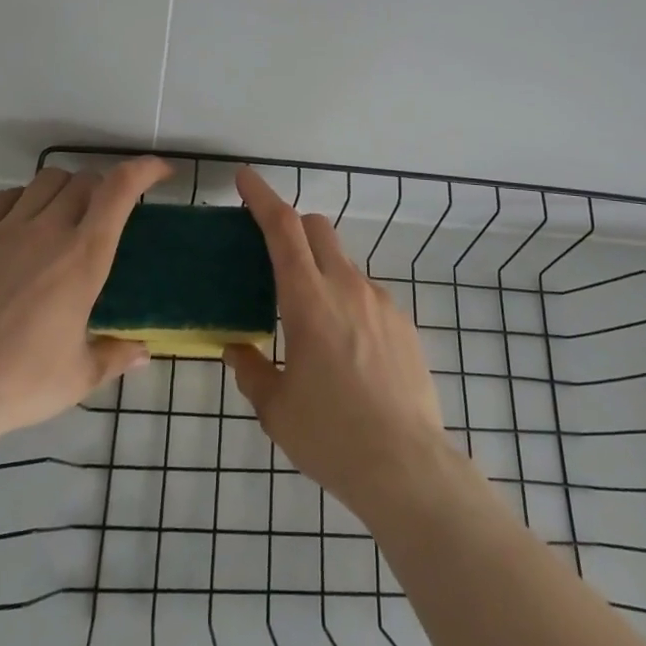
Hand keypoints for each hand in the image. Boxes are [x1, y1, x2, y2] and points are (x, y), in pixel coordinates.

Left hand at [0, 157, 170, 455]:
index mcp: (83, 258)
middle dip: (106, 187)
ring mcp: (5, 231)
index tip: (161, 170)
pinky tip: (22, 223)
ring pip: (45, 180)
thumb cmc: (19, 385)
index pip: (120, 189)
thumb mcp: (78, 377)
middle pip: (85, 180)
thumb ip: (115, 356)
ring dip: (66, 187)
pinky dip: (23, 198)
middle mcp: (48, 232)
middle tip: (109, 213)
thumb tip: (143, 352)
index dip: (145, 169)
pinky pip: (3, 198)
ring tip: (67, 214)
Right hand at [224, 166, 450, 515]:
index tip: (246, 177)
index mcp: (308, 300)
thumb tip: (238, 349)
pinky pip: (367, 295)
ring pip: (343, 263)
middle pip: (317, 229)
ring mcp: (381, 302)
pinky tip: (347, 350)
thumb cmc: (331, 437)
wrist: (407, 468)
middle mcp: (347, 287)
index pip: (283, 228)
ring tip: (312, 322)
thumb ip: (252, 370)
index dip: (262, 197)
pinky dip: (348, 301)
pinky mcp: (404, 323)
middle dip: (292, 226)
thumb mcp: (276, 409)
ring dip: (321, 270)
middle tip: (273, 254)